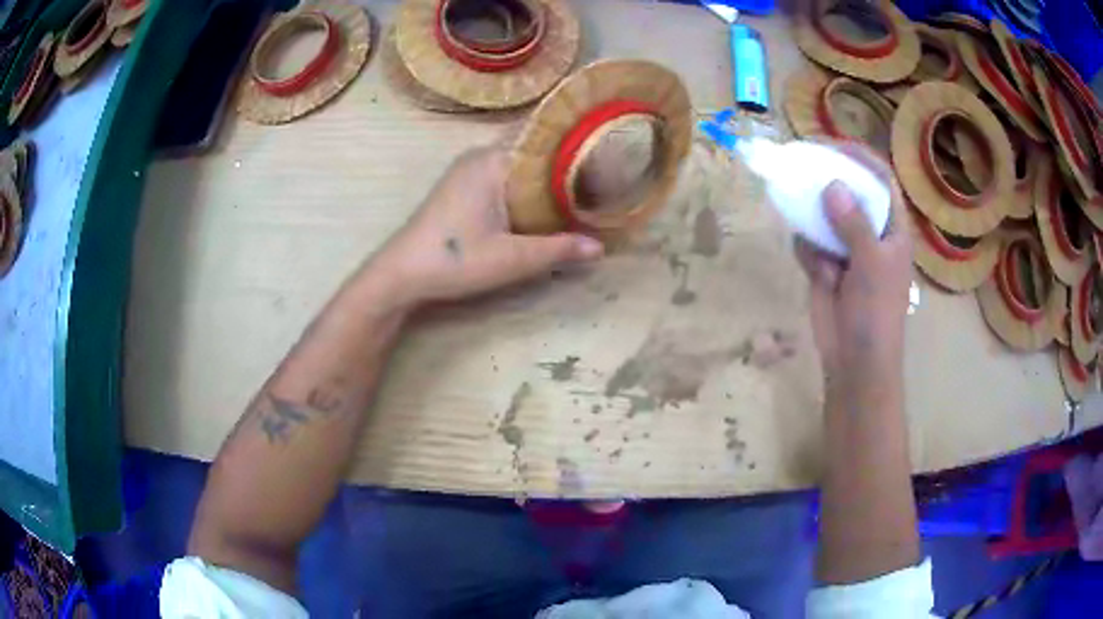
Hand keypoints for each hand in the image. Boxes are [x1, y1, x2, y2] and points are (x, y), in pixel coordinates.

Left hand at [366, 146, 603, 308]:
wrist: (400, 274)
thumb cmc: (453, 260)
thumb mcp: (511, 259)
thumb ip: (557, 250)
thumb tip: (600, 248)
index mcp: (492, 161)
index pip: (541, 134)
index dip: (574, 140)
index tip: (606, 149)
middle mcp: (479, 156)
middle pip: (531, 147)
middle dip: (564, 158)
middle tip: (601, 172)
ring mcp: (467, 170)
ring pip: (517, 161)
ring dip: (545, 172)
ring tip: (582, 184)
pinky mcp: (462, 187)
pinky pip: (504, 173)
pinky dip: (527, 182)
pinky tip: (545, 200)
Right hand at [794, 143, 912, 385]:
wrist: (856, 361)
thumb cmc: (877, 313)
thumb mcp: (872, 264)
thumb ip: (854, 223)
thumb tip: (832, 185)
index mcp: (891, 227)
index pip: (879, 179)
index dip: (858, 158)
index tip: (830, 146)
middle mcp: (869, 231)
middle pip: (847, 191)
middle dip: (826, 181)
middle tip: (801, 168)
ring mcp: (846, 248)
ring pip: (823, 215)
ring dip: (812, 217)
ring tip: (802, 217)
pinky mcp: (825, 265)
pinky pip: (809, 243)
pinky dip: (807, 251)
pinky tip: (815, 272)